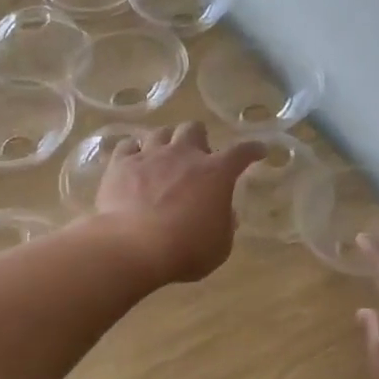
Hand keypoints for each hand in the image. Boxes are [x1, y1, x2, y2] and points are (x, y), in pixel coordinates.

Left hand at [96, 123, 263, 283]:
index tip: (258, 151)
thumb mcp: (219, 246)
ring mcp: (150, 156)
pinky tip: (132, 162)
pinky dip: (133, 152)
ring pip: (160, 132)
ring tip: (163, 158)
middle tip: (197, 157)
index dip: (252, 150)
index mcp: (215, 173)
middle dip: (198, 139)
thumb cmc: (185, 249)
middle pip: (194, 128)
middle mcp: (183, 155)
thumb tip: (225, 213)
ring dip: (165, 142)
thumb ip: (225, 225)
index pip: (241, 152)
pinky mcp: (120, 164)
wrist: (133, 246)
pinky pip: (127, 146)